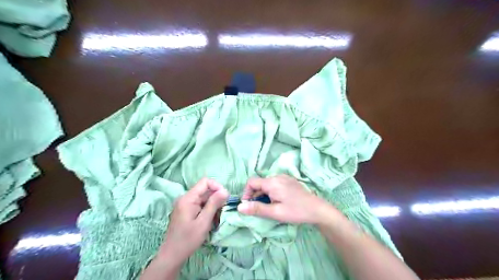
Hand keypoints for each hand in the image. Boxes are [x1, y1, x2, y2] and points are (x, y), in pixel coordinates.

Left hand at [158, 178, 229, 265]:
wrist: (172, 255)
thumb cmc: (188, 239)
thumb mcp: (204, 222)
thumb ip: (214, 204)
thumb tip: (225, 190)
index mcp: (188, 198)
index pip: (205, 182)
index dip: (217, 186)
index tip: (224, 197)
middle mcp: (185, 198)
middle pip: (205, 190)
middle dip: (216, 198)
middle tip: (223, 210)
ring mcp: (185, 204)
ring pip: (203, 198)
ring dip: (213, 205)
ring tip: (217, 217)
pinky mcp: (186, 210)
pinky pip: (200, 204)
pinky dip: (207, 209)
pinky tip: (210, 220)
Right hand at [236, 174, 338, 224]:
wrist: (317, 209)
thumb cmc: (296, 211)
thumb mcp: (275, 212)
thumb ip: (256, 209)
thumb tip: (239, 207)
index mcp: (272, 182)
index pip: (251, 182)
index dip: (246, 193)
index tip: (248, 206)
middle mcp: (277, 176)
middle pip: (259, 183)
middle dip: (255, 195)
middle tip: (259, 209)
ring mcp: (284, 178)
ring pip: (267, 184)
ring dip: (263, 194)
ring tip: (269, 207)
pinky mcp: (290, 181)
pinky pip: (275, 184)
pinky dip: (271, 192)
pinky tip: (278, 201)